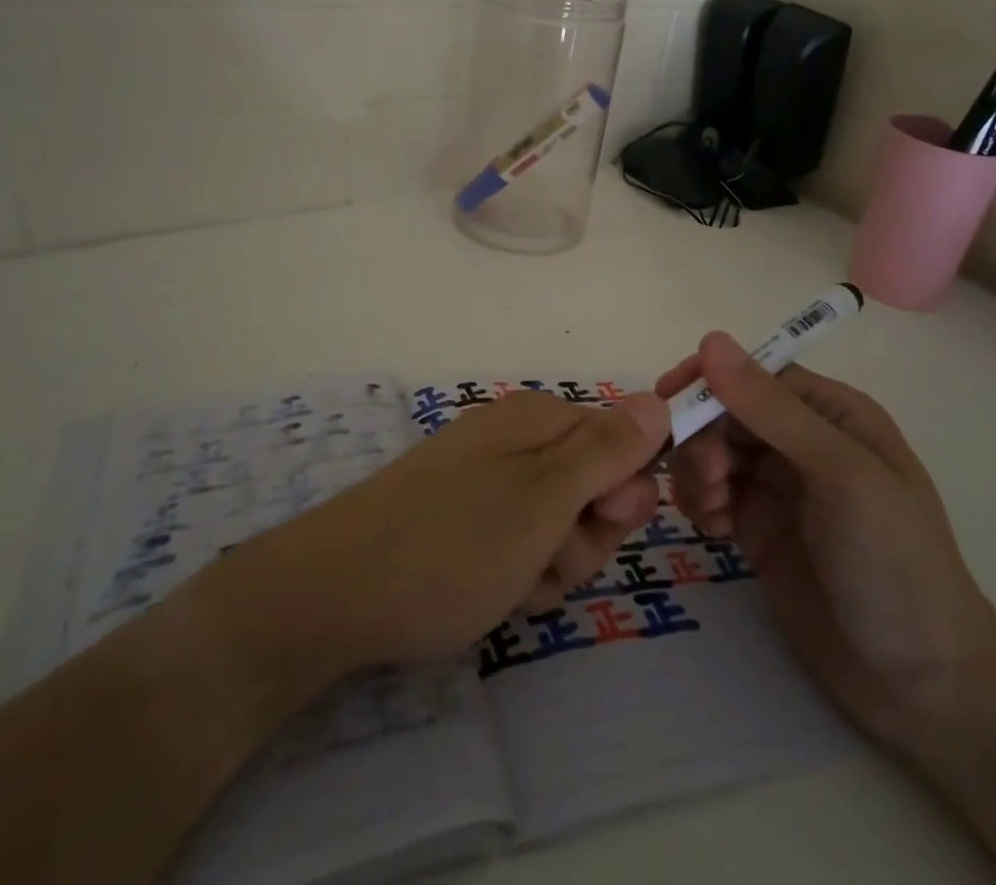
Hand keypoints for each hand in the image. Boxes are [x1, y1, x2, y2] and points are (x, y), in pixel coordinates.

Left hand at [191, 389, 668, 683]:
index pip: (623, 440)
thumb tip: (659, 400)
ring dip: (551, 564)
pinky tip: (491, 595)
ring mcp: (487, 481)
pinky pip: (519, 546)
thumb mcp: (545, 498)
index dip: (627, 488)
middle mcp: (516, 441)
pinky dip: (517, 576)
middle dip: (586, 535)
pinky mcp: (464, 520)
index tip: (607, 522)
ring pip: (559, 526)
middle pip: (593, 487)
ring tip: (513, 584)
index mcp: (540, 420)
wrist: (336, 593)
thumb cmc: (455, 542)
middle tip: (549, 559)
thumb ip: (608, 450)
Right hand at [662, 333, 995, 747]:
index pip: (755, 375)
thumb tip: (710, 340)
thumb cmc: (893, 561)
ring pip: (711, 450)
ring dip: (696, 470)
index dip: (712, 381)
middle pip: (726, 412)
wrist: (921, 686)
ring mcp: (778, 487)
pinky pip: (710, 494)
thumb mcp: (839, 474)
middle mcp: (801, 442)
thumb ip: (772, 409)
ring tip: (712, 510)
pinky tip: (715, 531)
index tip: (669, 399)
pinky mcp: (758, 529)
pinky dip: (700, 503)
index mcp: (831, 414)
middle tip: (707, 478)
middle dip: (703, 435)